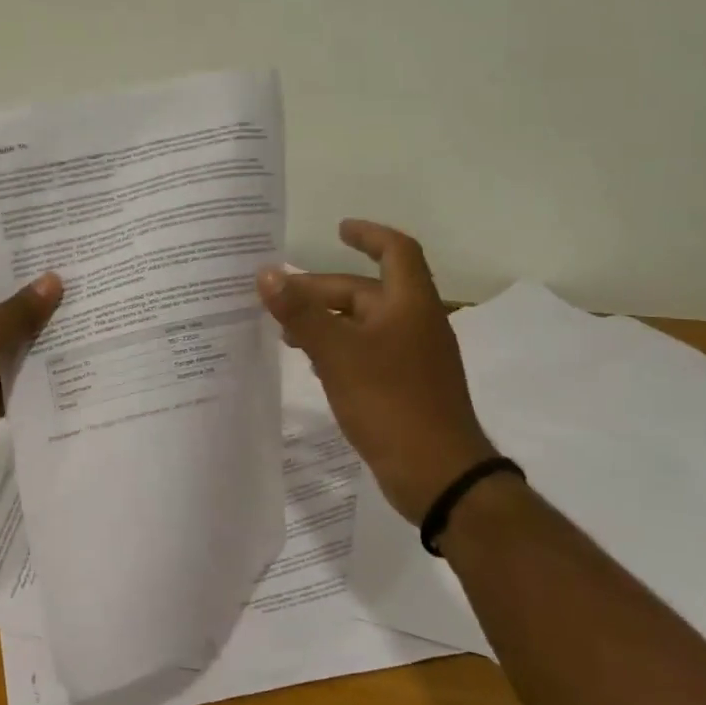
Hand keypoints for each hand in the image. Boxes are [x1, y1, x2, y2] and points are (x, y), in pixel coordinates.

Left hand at [0, 265, 62, 519]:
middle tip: (82, 293)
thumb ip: (19, 310)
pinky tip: (69, 366)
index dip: (19, 270)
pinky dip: (29, 374)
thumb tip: (53, 279)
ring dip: (36, 341)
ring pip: (3, 344)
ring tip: (85, 325)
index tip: (62, 264)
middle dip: (34, 306)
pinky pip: (5, 376)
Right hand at [258, 220, 496, 523]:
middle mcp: (415, 324)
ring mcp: (413, 358)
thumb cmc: (390, 402)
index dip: (368, 235)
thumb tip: (267, 274)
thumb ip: (301, 313)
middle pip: (366, 292)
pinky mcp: (405, 387)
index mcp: (410, 304)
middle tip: (277, 300)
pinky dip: (339, 349)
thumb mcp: (338, 353)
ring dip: (326, 322)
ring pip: (364, 325)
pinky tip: (313, 364)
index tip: (338, 229)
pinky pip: (367, 353)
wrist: (438, 475)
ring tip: (285, 332)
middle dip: (322, 292)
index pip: (395, 251)